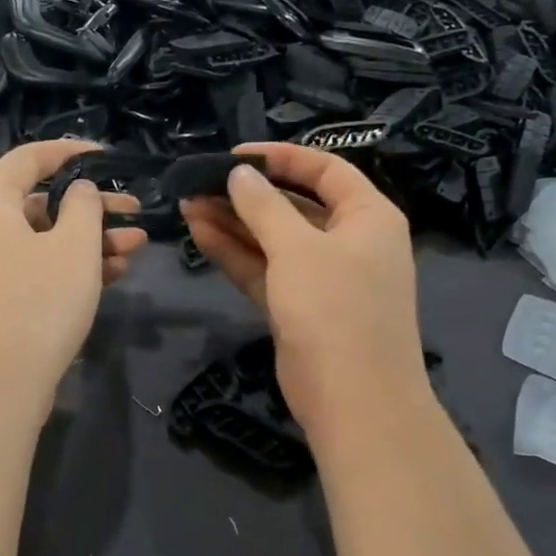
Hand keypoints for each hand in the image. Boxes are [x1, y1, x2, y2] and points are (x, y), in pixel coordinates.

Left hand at [0, 140, 148, 407]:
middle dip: (93, 209)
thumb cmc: (39, 302)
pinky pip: (34, 268)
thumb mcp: (75, 246)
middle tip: (135, 212)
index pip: (28, 158)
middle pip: (41, 203)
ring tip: (135, 249)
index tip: (108, 157)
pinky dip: (69, 267)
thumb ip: (84, 205)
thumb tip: (79, 191)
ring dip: (89, 241)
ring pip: (43, 239)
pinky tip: (112, 274)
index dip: (70, 152)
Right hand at [182, 142, 430, 438]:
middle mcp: (348, 241)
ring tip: (187, 203)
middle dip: (246, 194)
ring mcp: (321, 277)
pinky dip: (235, 253)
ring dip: (233, 223)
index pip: (324, 170)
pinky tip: (199, 233)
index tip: (234, 155)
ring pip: (272, 239)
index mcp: (368, 216)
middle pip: (293, 205)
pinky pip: (264, 269)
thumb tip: (239, 173)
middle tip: (198, 182)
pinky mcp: (297, 306)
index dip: (280, 158)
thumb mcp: (298, 248)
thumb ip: (264, 206)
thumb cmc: (335, 308)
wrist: (353, 400)